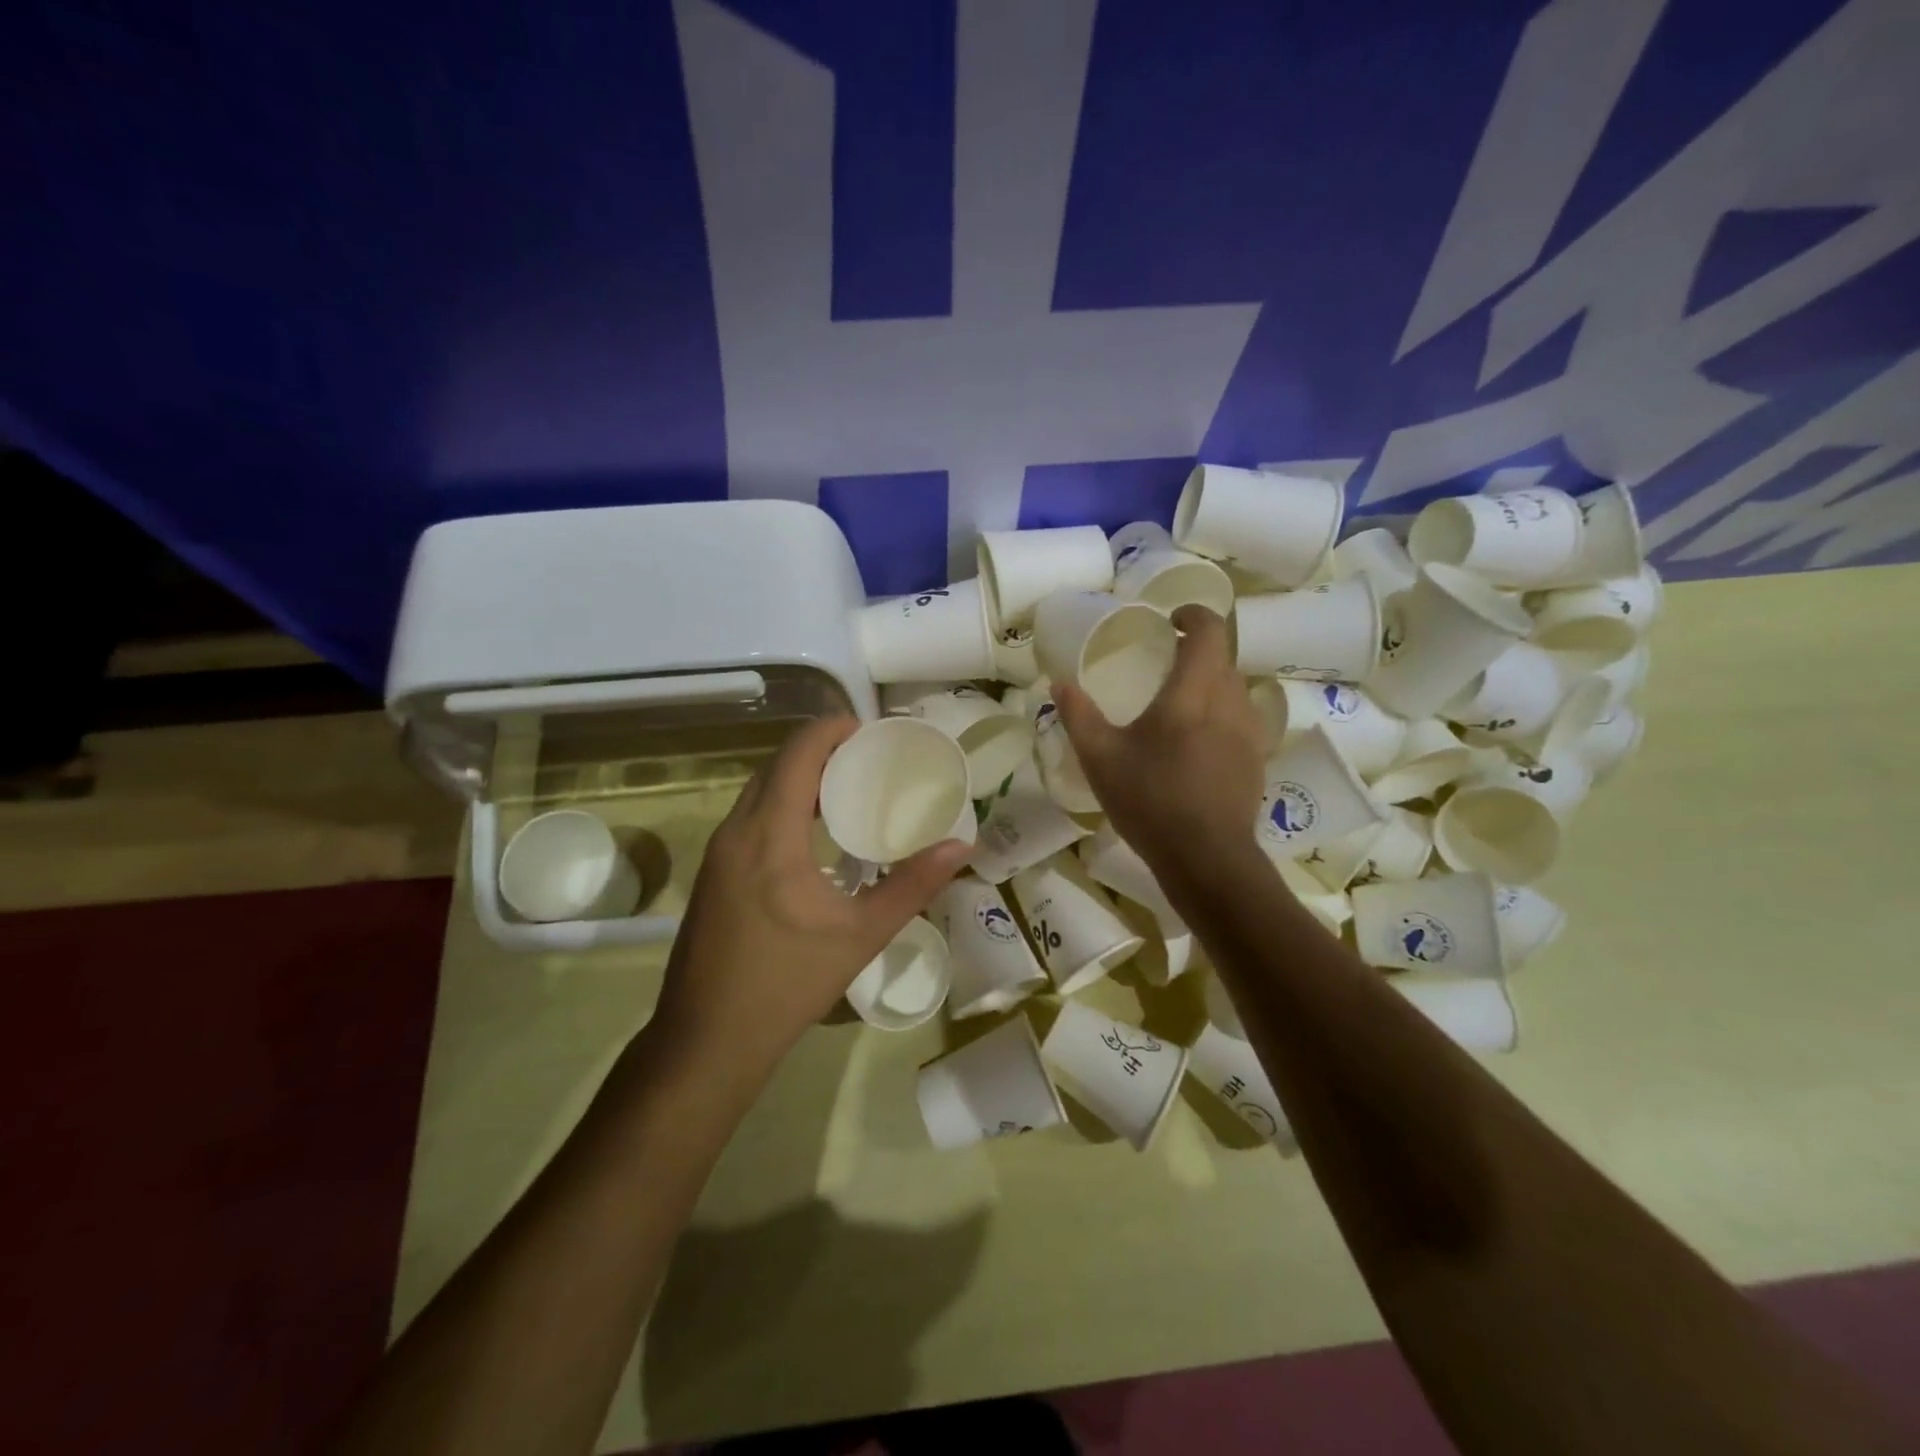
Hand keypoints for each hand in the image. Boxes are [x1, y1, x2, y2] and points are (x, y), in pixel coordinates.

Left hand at [650, 716, 972, 1076]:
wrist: (707, 1041)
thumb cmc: (787, 984)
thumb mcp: (860, 934)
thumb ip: (912, 885)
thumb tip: (962, 846)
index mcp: (769, 834)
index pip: (797, 754)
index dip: (832, 730)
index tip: (871, 731)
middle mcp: (735, 831)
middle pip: (777, 766)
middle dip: (820, 751)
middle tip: (868, 760)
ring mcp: (717, 854)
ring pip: (759, 792)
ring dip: (799, 779)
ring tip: (847, 790)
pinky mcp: (712, 875)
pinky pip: (749, 818)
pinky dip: (782, 806)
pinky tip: (812, 836)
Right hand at [1053, 605, 1266, 876]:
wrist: (1206, 858)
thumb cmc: (1150, 801)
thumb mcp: (1100, 759)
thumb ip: (1079, 715)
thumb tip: (1060, 683)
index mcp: (1194, 691)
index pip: (1210, 629)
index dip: (1193, 614)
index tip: (1170, 620)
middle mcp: (1230, 701)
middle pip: (1222, 656)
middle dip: (1195, 649)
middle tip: (1162, 661)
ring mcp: (1250, 730)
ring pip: (1233, 687)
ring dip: (1209, 682)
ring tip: (1177, 703)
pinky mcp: (1257, 757)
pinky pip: (1239, 717)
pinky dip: (1219, 712)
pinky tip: (1194, 742)